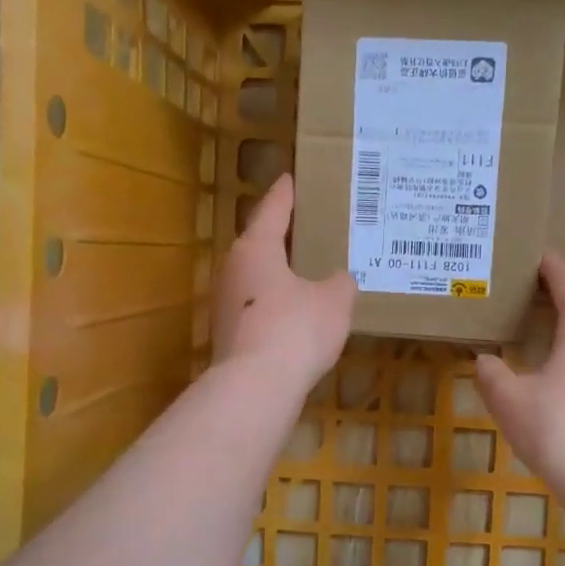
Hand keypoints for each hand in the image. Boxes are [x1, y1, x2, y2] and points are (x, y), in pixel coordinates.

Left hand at [214, 173, 355, 394]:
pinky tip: (293, 313)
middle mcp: (233, 269)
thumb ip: (340, 283)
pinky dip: (274, 302)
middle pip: (258, 243)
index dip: (285, 194)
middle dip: (280, 235)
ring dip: (276, 272)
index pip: (272, 210)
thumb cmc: (296, 328)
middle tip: (305, 226)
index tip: (290, 178)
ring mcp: (224, 303)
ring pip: (254, 277)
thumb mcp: (334, 301)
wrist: (256, 387)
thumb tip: (339, 279)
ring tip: (303, 270)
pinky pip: (255, 305)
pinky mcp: (227, 333)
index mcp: (256, 248)